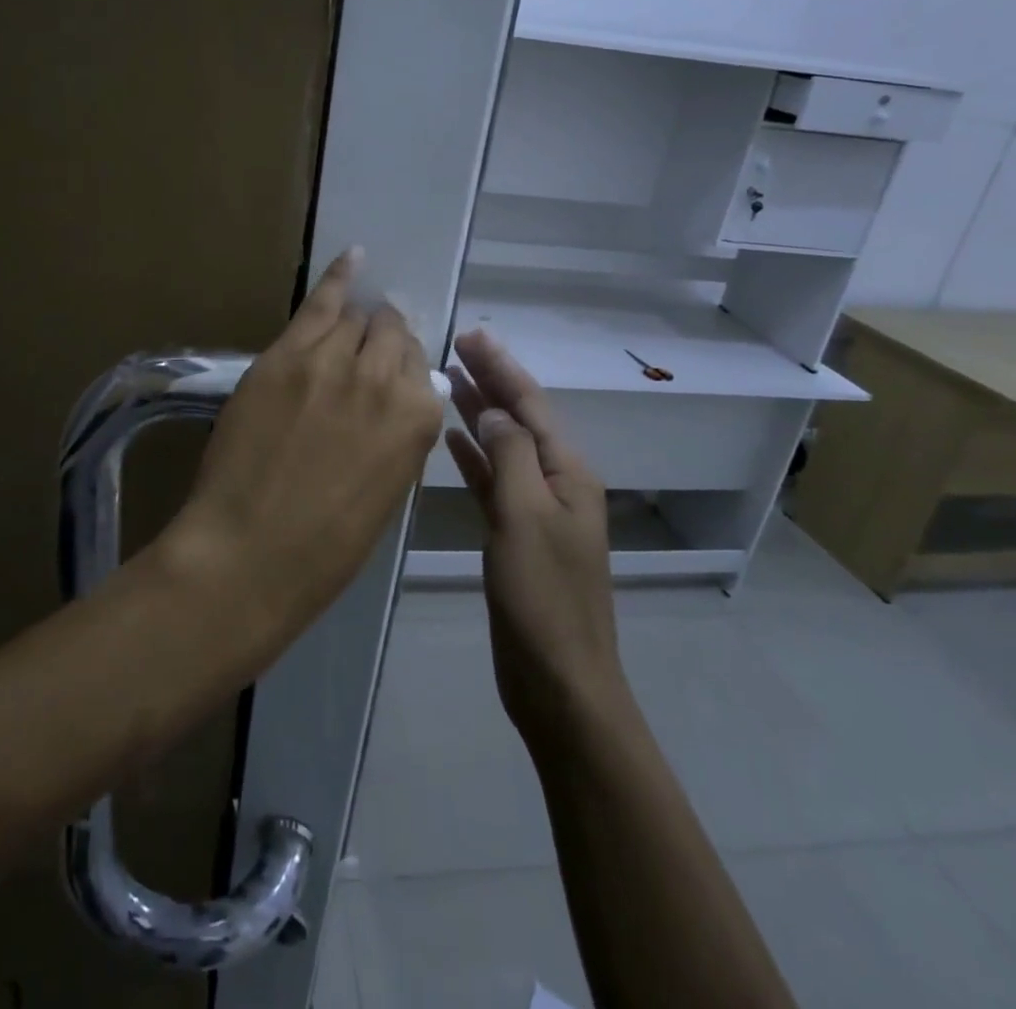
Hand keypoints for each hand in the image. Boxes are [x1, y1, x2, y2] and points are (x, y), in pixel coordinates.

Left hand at [168, 249, 443, 644]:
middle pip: (391, 334)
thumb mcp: (385, 492)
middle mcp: (385, 378)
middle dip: (382, 341)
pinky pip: (320, 302)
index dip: (400, 370)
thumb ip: (398, 436)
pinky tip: (353, 257)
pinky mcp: (286, 355)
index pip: (419, 367)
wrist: (250, 552)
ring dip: (356, 323)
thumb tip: (395, 403)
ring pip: (357, 318)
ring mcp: (332, 360)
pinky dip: (338, 277)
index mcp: (419, 420)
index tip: (385, 378)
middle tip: (364, 355)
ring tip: (349, 325)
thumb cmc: (325, 546)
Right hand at [444, 329, 624, 747]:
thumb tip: (494, 411)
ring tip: (447, 380)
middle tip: (455, 345)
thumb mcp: (526, 516)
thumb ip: (510, 456)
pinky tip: (452, 440)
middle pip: (519, 418)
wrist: (558, 680)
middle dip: (490, 381)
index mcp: (569, 472)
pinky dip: (474, 456)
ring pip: (503, 446)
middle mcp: (556, 482)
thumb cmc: (544, 597)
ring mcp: (536, 509)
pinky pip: (493, 481)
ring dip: (478, 413)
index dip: (501, 367)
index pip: (531, 403)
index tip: (471, 335)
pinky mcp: (515, 534)